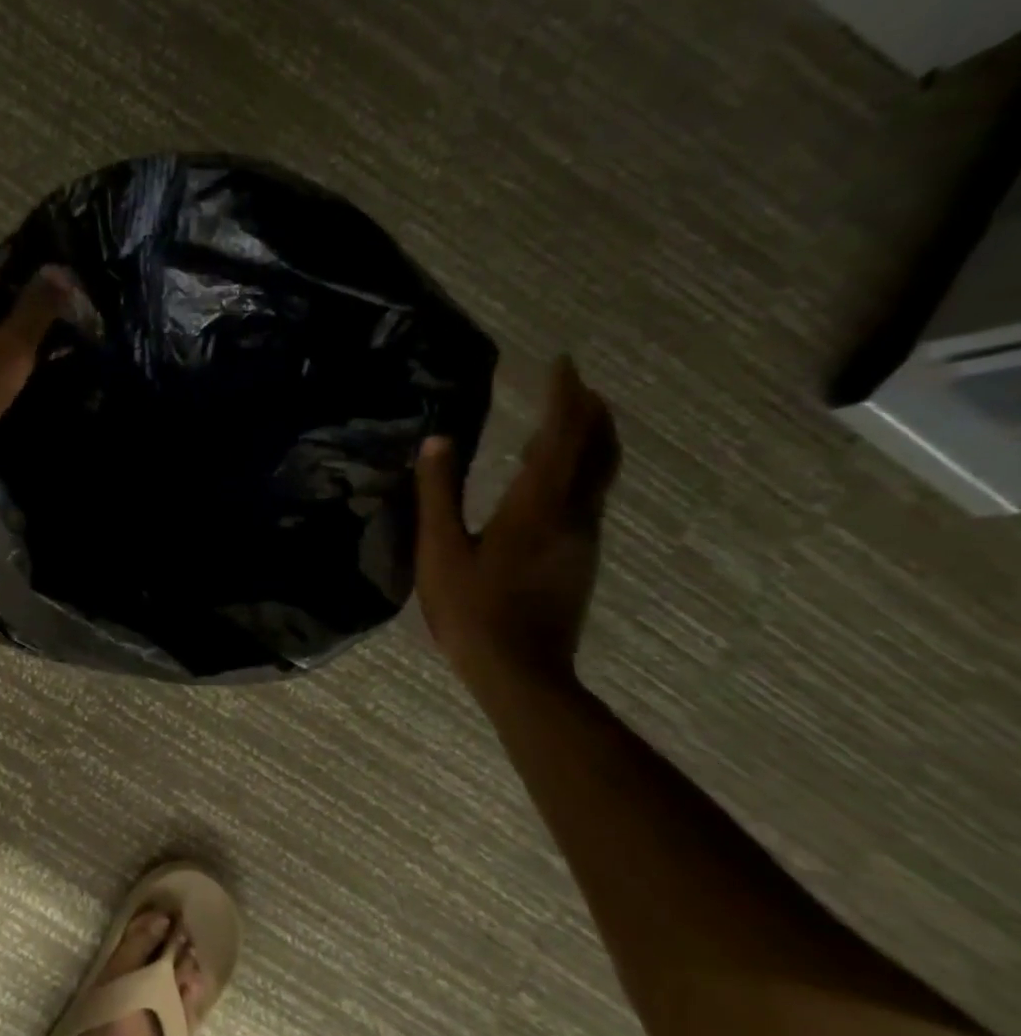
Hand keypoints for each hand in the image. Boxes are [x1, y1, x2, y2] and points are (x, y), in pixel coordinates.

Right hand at [414, 356, 620, 691]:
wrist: (521, 672)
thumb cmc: (473, 610)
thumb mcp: (440, 551)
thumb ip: (438, 494)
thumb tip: (436, 441)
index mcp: (536, 507)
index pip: (562, 435)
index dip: (565, 395)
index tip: (562, 362)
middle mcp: (572, 514)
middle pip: (598, 450)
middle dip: (590, 411)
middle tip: (574, 385)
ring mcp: (583, 539)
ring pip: (599, 474)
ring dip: (589, 440)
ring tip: (564, 421)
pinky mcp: (580, 559)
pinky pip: (589, 497)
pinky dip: (579, 470)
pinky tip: (551, 479)